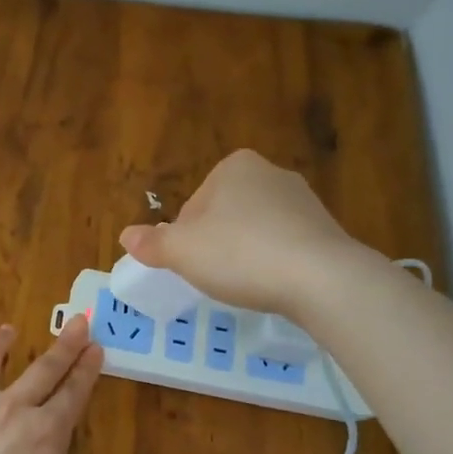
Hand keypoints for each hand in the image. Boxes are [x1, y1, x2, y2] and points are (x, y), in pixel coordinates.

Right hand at [118, 149, 367, 316]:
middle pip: (225, 215)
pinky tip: (275, 286)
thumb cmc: (240, 254)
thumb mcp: (182, 251)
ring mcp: (304, 201)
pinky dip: (275, 264)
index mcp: (235, 167)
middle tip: (215, 277)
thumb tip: (125, 235)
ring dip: (246, 255)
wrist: (322, 279)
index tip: (192, 264)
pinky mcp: (327, 230)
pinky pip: (286, 247)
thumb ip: (152, 243)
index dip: (186, 239)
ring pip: (256, 231)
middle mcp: (271, 174)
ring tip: (247, 285)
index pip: (194, 205)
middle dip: (217, 244)